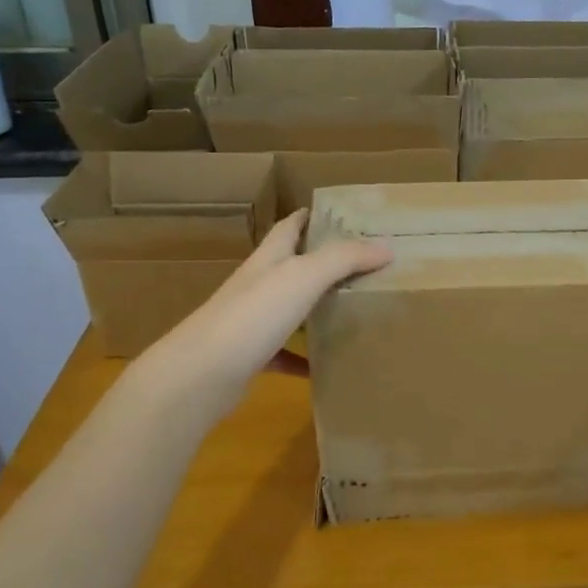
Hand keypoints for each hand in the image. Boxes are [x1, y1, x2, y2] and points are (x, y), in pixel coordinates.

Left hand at [133, 209, 389, 420]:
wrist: (201, 374)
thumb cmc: (253, 315)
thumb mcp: (303, 277)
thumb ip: (344, 259)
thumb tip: (386, 245)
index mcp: (268, 259)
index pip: (288, 227)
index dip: (309, 216)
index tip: (337, 213)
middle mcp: (257, 286)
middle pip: (291, 266)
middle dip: (320, 261)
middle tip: (360, 263)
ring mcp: (251, 322)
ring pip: (290, 309)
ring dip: (315, 308)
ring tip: (352, 309)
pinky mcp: (250, 357)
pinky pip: (285, 353)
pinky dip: (304, 357)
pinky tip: (326, 365)